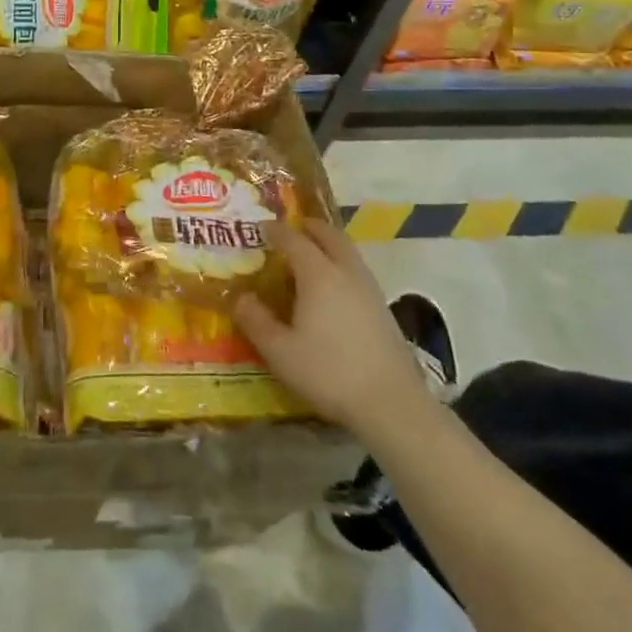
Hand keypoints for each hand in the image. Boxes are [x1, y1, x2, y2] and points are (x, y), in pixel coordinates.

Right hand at [234, 219, 438, 450]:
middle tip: (294, 228)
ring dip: (330, 245)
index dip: (276, 231)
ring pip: (348, 253)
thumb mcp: (280, 351)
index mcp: (318, 275)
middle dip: (311, 228)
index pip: (294, 240)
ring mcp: (370, 291)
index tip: (261, 227)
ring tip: (313, 255)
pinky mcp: (384, 310)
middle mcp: (346, 273)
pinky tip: (334, 289)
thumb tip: (240, 298)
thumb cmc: (329, 372)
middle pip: (330, 236)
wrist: (392, 404)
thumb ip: (256, 321)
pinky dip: (342, 265)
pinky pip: (358, 272)